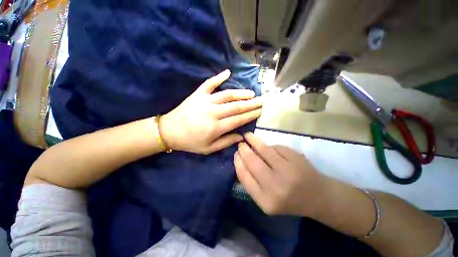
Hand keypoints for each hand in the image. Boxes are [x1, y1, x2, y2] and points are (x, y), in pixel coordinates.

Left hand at [160, 70, 262, 154]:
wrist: (169, 131)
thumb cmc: (190, 142)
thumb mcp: (208, 149)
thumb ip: (226, 142)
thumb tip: (241, 136)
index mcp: (216, 127)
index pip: (238, 119)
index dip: (251, 115)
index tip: (260, 111)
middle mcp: (213, 112)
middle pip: (236, 106)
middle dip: (251, 103)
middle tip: (262, 100)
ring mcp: (205, 101)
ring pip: (227, 94)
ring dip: (241, 93)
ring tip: (252, 93)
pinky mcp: (198, 94)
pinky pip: (209, 83)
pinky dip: (219, 77)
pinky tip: (228, 72)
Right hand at [234, 132, 326, 216]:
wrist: (318, 197)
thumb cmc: (288, 200)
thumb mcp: (266, 199)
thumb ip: (252, 182)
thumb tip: (240, 159)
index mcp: (265, 201)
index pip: (244, 176)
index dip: (238, 162)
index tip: (235, 154)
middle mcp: (276, 186)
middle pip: (252, 161)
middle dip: (244, 150)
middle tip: (241, 144)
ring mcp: (288, 171)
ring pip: (264, 150)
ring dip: (253, 141)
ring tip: (248, 136)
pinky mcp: (297, 159)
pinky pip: (276, 147)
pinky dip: (269, 146)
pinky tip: (267, 147)